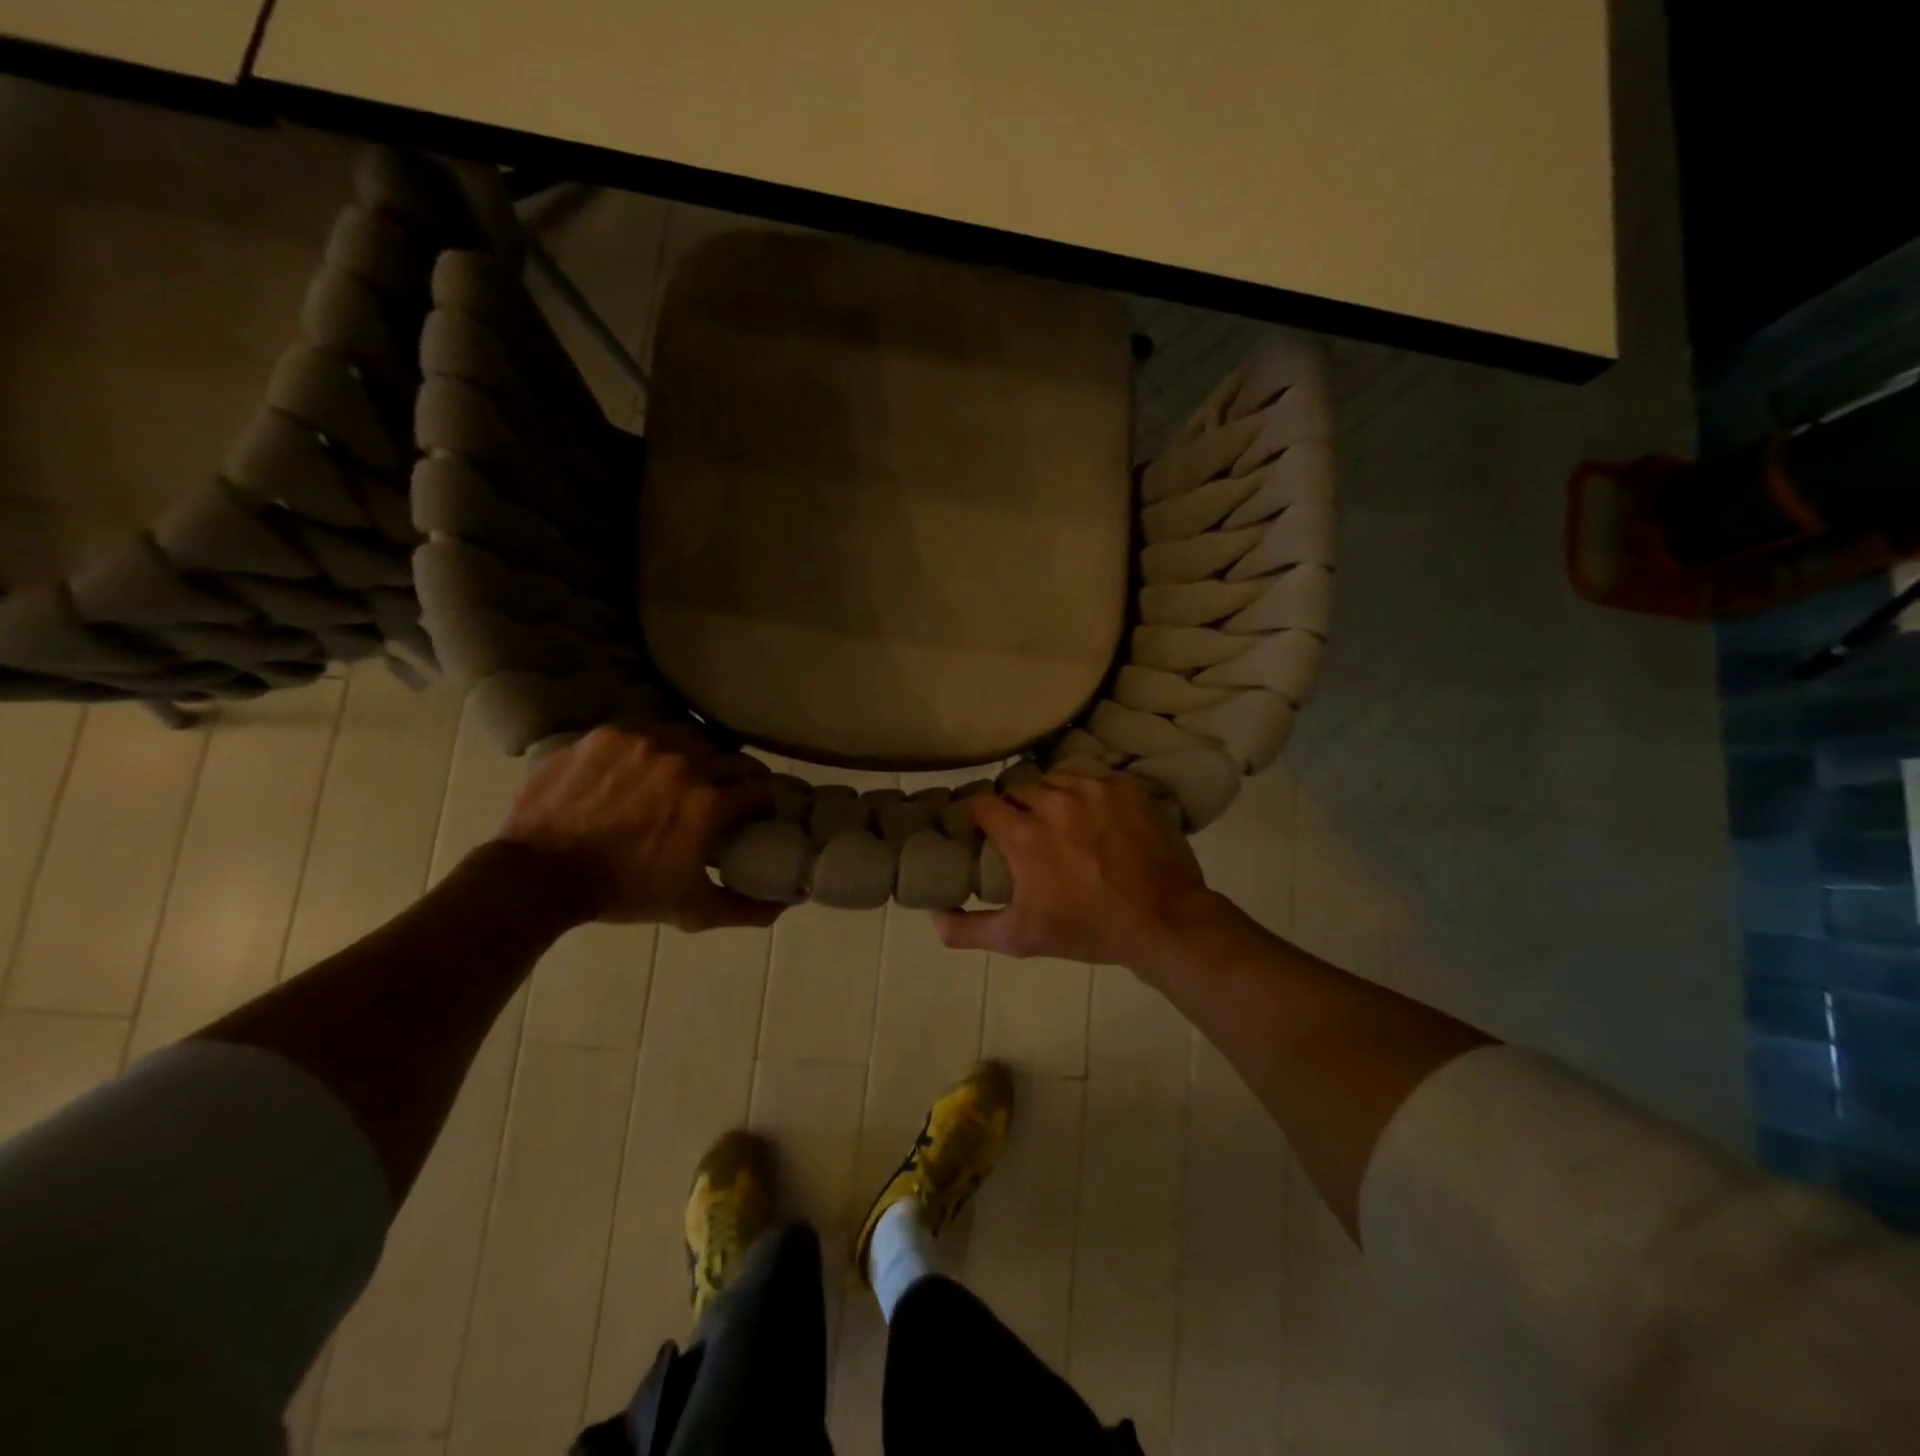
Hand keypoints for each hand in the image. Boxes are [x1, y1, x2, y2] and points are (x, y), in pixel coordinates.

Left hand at [498, 722, 780, 931]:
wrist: (540, 874)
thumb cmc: (623, 892)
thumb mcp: (691, 910)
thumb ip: (745, 908)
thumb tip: (786, 903)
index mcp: (709, 803)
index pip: (760, 790)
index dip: (762, 805)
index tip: (755, 817)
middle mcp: (685, 762)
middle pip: (733, 759)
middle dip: (738, 779)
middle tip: (726, 798)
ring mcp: (645, 743)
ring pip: (693, 739)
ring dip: (700, 757)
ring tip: (686, 778)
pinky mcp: (610, 734)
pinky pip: (650, 732)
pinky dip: (657, 749)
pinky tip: (646, 769)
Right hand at [933, 772, 1225, 974]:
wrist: (1164, 922)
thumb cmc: (1088, 930)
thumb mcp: (1020, 939)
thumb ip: (968, 929)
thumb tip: (932, 915)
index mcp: (1025, 834)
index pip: (983, 804)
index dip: (979, 816)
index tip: (983, 830)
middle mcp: (1055, 801)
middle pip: (1019, 789)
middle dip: (1016, 807)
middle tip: (1027, 832)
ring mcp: (1095, 790)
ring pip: (1056, 780)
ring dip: (1052, 797)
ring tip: (1063, 823)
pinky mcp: (1126, 787)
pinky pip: (1093, 780)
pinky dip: (1089, 796)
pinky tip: (1097, 820)